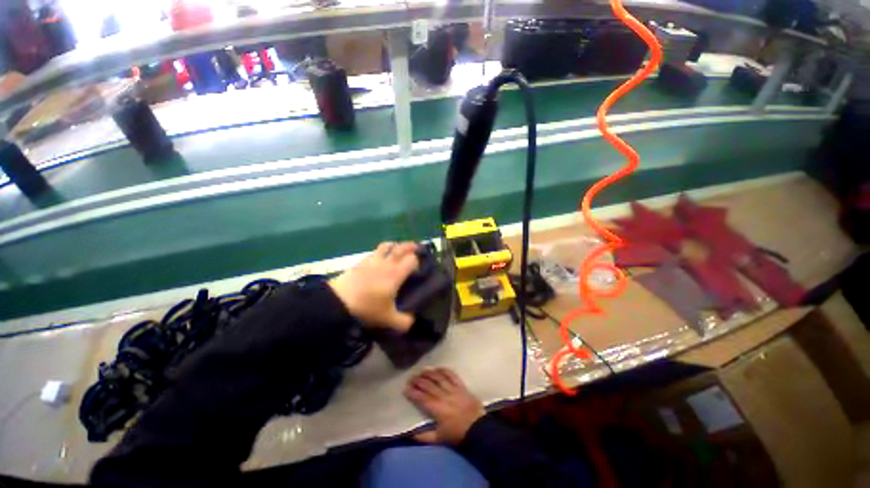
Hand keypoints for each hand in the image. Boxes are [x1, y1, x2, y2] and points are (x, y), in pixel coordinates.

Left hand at [329, 242, 419, 331]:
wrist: (338, 302)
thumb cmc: (367, 308)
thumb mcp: (388, 319)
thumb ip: (404, 322)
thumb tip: (413, 322)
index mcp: (396, 274)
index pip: (412, 260)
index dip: (418, 262)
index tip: (418, 269)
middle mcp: (386, 263)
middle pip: (401, 247)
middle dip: (410, 246)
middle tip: (416, 248)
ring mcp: (372, 260)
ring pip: (387, 245)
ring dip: (395, 245)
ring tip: (398, 249)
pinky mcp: (361, 261)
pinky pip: (375, 251)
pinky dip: (382, 251)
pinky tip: (380, 259)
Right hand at [404, 368, 484, 444]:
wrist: (479, 428)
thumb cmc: (458, 434)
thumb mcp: (440, 439)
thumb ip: (425, 437)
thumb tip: (411, 433)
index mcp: (438, 409)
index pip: (422, 398)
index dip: (413, 392)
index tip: (405, 388)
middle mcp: (444, 396)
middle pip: (429, 386)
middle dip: (418, 381)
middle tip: (411, 377)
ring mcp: (454, 389)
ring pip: (439, 378)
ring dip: (429, 373)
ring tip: (421, 370)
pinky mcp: (461, 386)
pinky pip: (452, 375)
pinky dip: (444, 370)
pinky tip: (438, 368)